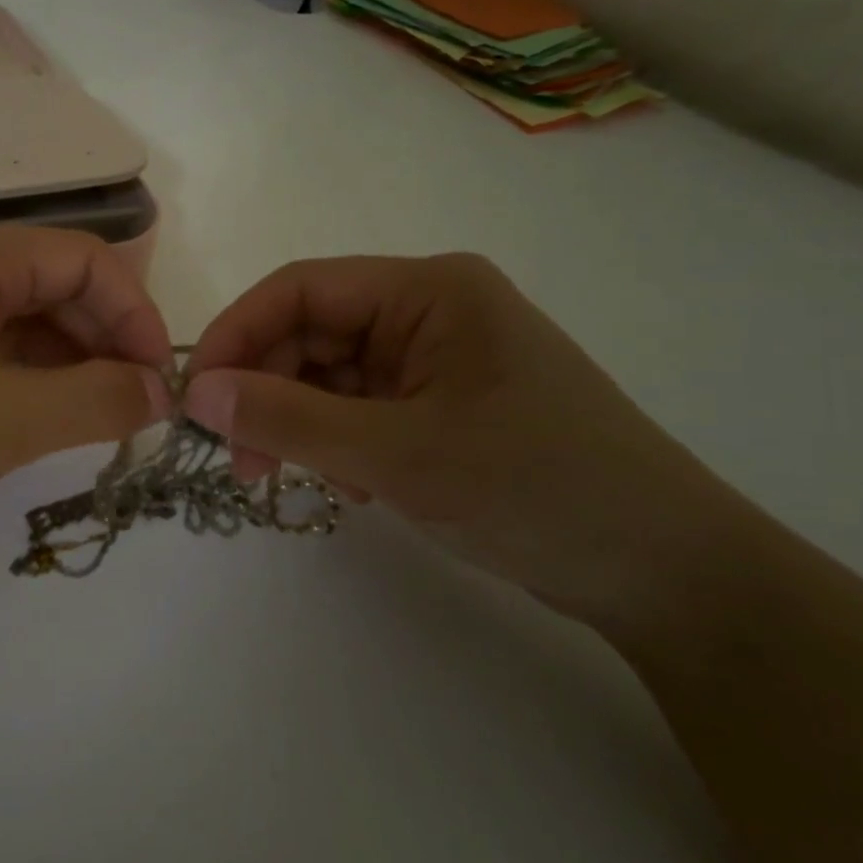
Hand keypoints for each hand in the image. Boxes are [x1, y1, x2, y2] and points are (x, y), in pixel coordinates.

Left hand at [0, 223, 172, 577]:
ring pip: (21, 333)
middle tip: (134, 413)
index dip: (135, 312)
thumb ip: (94, 401)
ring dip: (69, 372)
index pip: (84, 259)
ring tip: (95, 429)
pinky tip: (40, 433)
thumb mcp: (0, 420)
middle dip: (106, 343)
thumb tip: (161, 391)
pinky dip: (26, 393)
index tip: (161, 380)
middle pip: (55, 291)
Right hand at [183, 255, 756, 627]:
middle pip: (311, 333)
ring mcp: (436, 359)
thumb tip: (196, 394)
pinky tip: (346, 486)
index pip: (302, 289)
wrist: (666, 573)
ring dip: (296, 422)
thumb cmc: (536, 489)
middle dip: (264, 390)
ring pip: (329, 375)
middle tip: (236, 459)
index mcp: (428, 290)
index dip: (238, 333)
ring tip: (284, 477)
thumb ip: (288, 419)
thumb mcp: (397, 454)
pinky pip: (358, 408)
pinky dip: (333, 441)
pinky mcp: (441, 405)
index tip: (195, 396)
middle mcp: (429, 311)